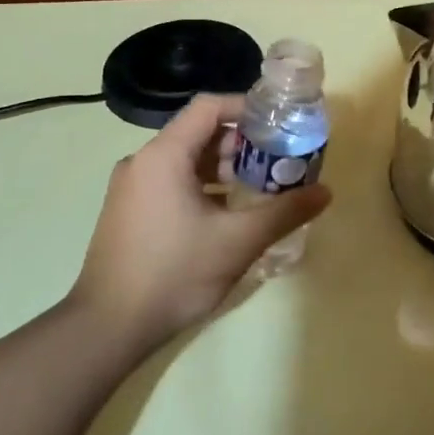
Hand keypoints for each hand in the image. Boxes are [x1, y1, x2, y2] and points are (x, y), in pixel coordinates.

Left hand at [66, 94, 330, 349]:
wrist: (107, 328)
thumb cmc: (174, 273)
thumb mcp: (238, 241)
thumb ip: (285, 211)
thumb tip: (326, 192)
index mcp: (164, 155)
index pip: (209, 107)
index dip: (247, 107)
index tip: (279, 124)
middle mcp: (142, 162)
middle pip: (199, 133)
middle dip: (241, 144)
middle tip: (276, 163)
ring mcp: (131, 188)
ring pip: (185, 160)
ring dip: (223, 168)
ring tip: (258, 189)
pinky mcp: (128, 211)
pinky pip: (171, 182)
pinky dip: (202, 187)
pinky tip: (227, 215)